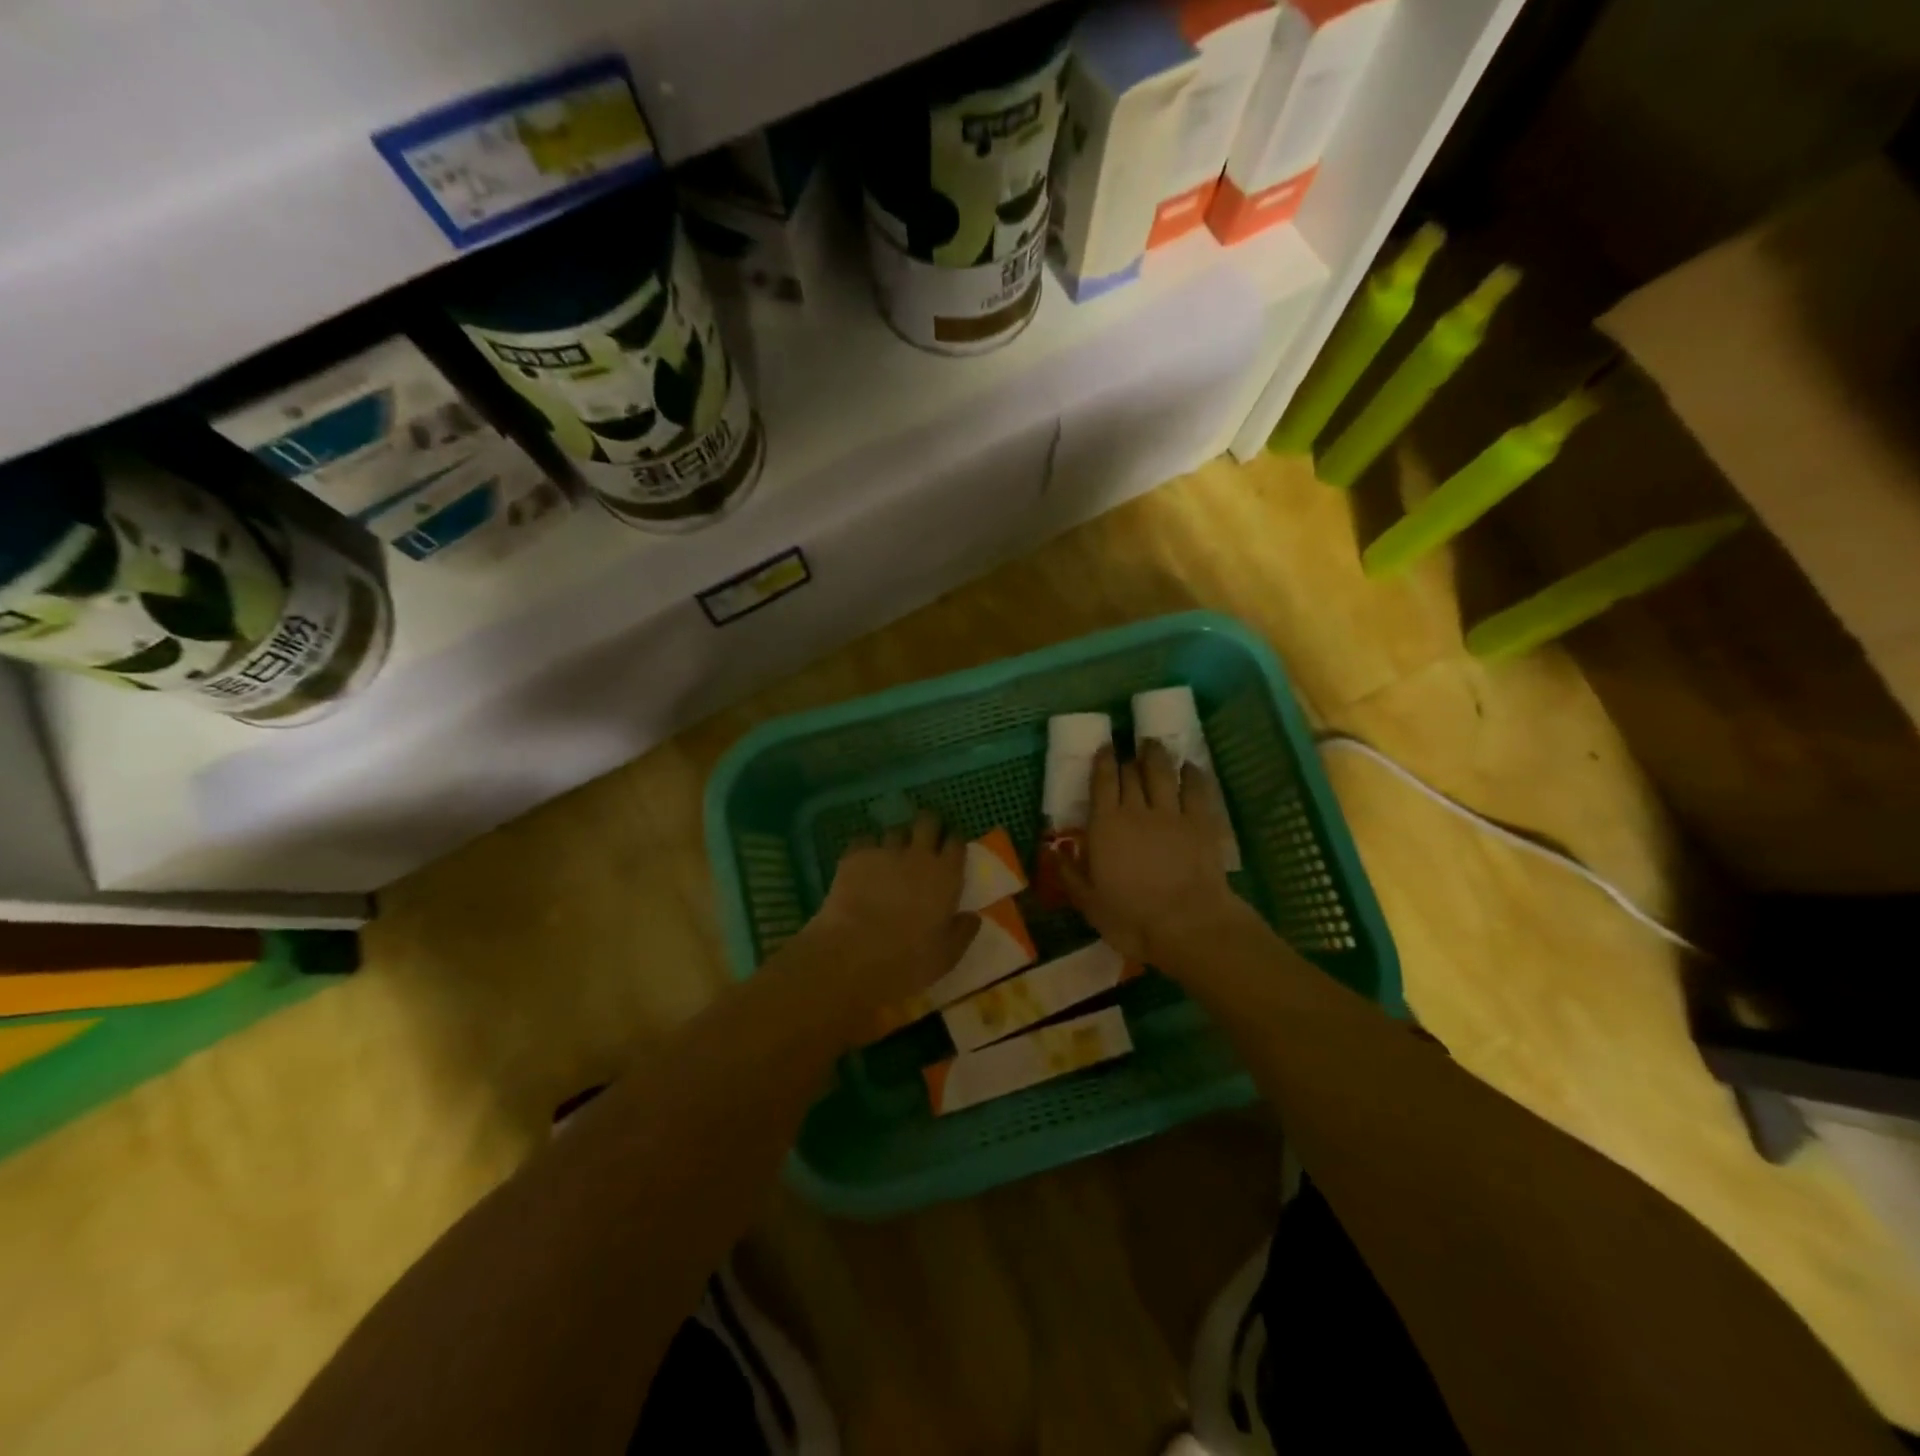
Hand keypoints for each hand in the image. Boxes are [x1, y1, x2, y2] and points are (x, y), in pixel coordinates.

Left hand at [807, 810, 979, 1003]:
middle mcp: (918, 855)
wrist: (852, 956)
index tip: (949, 852)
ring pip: (895, 830)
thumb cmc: (907, 960)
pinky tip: (863, 866)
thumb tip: (973, 917)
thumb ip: (962, 932)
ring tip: (890, 858)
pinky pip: (864, 840)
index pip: (956, 842)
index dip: (953, 843)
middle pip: (927, 822)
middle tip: (923, 842)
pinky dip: (867, 849)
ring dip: (897, 841)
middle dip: (927, 826)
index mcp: (946, 876)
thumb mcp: (946, 956)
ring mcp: (884, 852)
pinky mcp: (854, 856)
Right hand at [1052, 741, 1250, 965]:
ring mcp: (1172, 813)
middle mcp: (1137, 810)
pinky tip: (1190, 766)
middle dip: (1128, 760)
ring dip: (1156, 755)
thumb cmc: (1131, 918)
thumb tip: (1054, 852)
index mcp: (1105, 825)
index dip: (1102, 761)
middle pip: (1131, 773)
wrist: (1187, 925)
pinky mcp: (1202, 822)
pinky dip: (1192, 773)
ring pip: (1162, 772)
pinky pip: (1196, 788)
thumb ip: (1070, 875)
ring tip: (1153, 745)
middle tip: (1127, 753)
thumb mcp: (1089, 903)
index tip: (1104, 748)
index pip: (1102, 782)